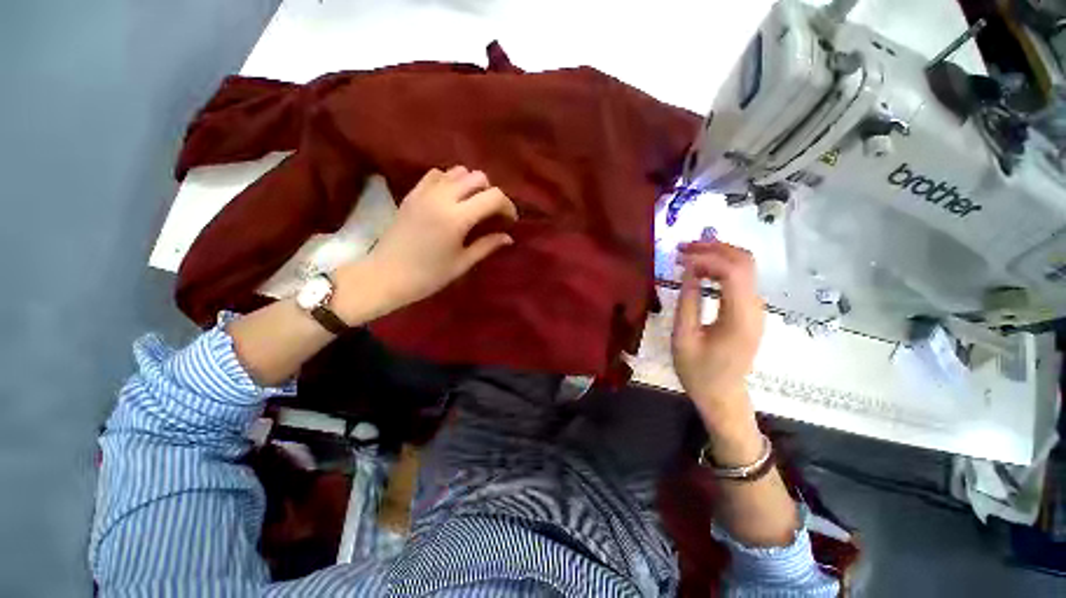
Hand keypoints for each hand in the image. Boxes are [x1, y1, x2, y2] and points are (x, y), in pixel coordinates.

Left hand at [354, 166, 517, 310]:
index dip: (507, 206)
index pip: (493, 196)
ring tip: (473, 205)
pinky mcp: (412, 193)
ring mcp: (424, 192)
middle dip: (491, 193)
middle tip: (492, 213)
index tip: (509, 220)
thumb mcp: (462, 263)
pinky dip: (450, 181)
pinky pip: (437, 174)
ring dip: (471, 185)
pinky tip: (451, 198)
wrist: (386, 275)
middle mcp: (442, 198)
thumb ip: (487, 245)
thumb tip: (508, 237)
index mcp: (457, 218)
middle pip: (477, 177)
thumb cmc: (428, 275)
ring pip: (457, 171)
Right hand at [671, 241, 763, 445]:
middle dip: (714, 248)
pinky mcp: (750, 310)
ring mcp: (756, 308)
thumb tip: (688, 269)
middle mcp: (755, 308)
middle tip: (682, 248)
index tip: (679, 257)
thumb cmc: (698, 371)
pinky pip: (739, 278)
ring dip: (716, 255)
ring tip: (686, 255)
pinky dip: (719, 267)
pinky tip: (699, 269)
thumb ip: (687, 301)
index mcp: (740, 317)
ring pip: (744, 266)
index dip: (707, 257)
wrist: (722, 394)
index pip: (733, 271)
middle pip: (745, 261)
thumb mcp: (683, 337)